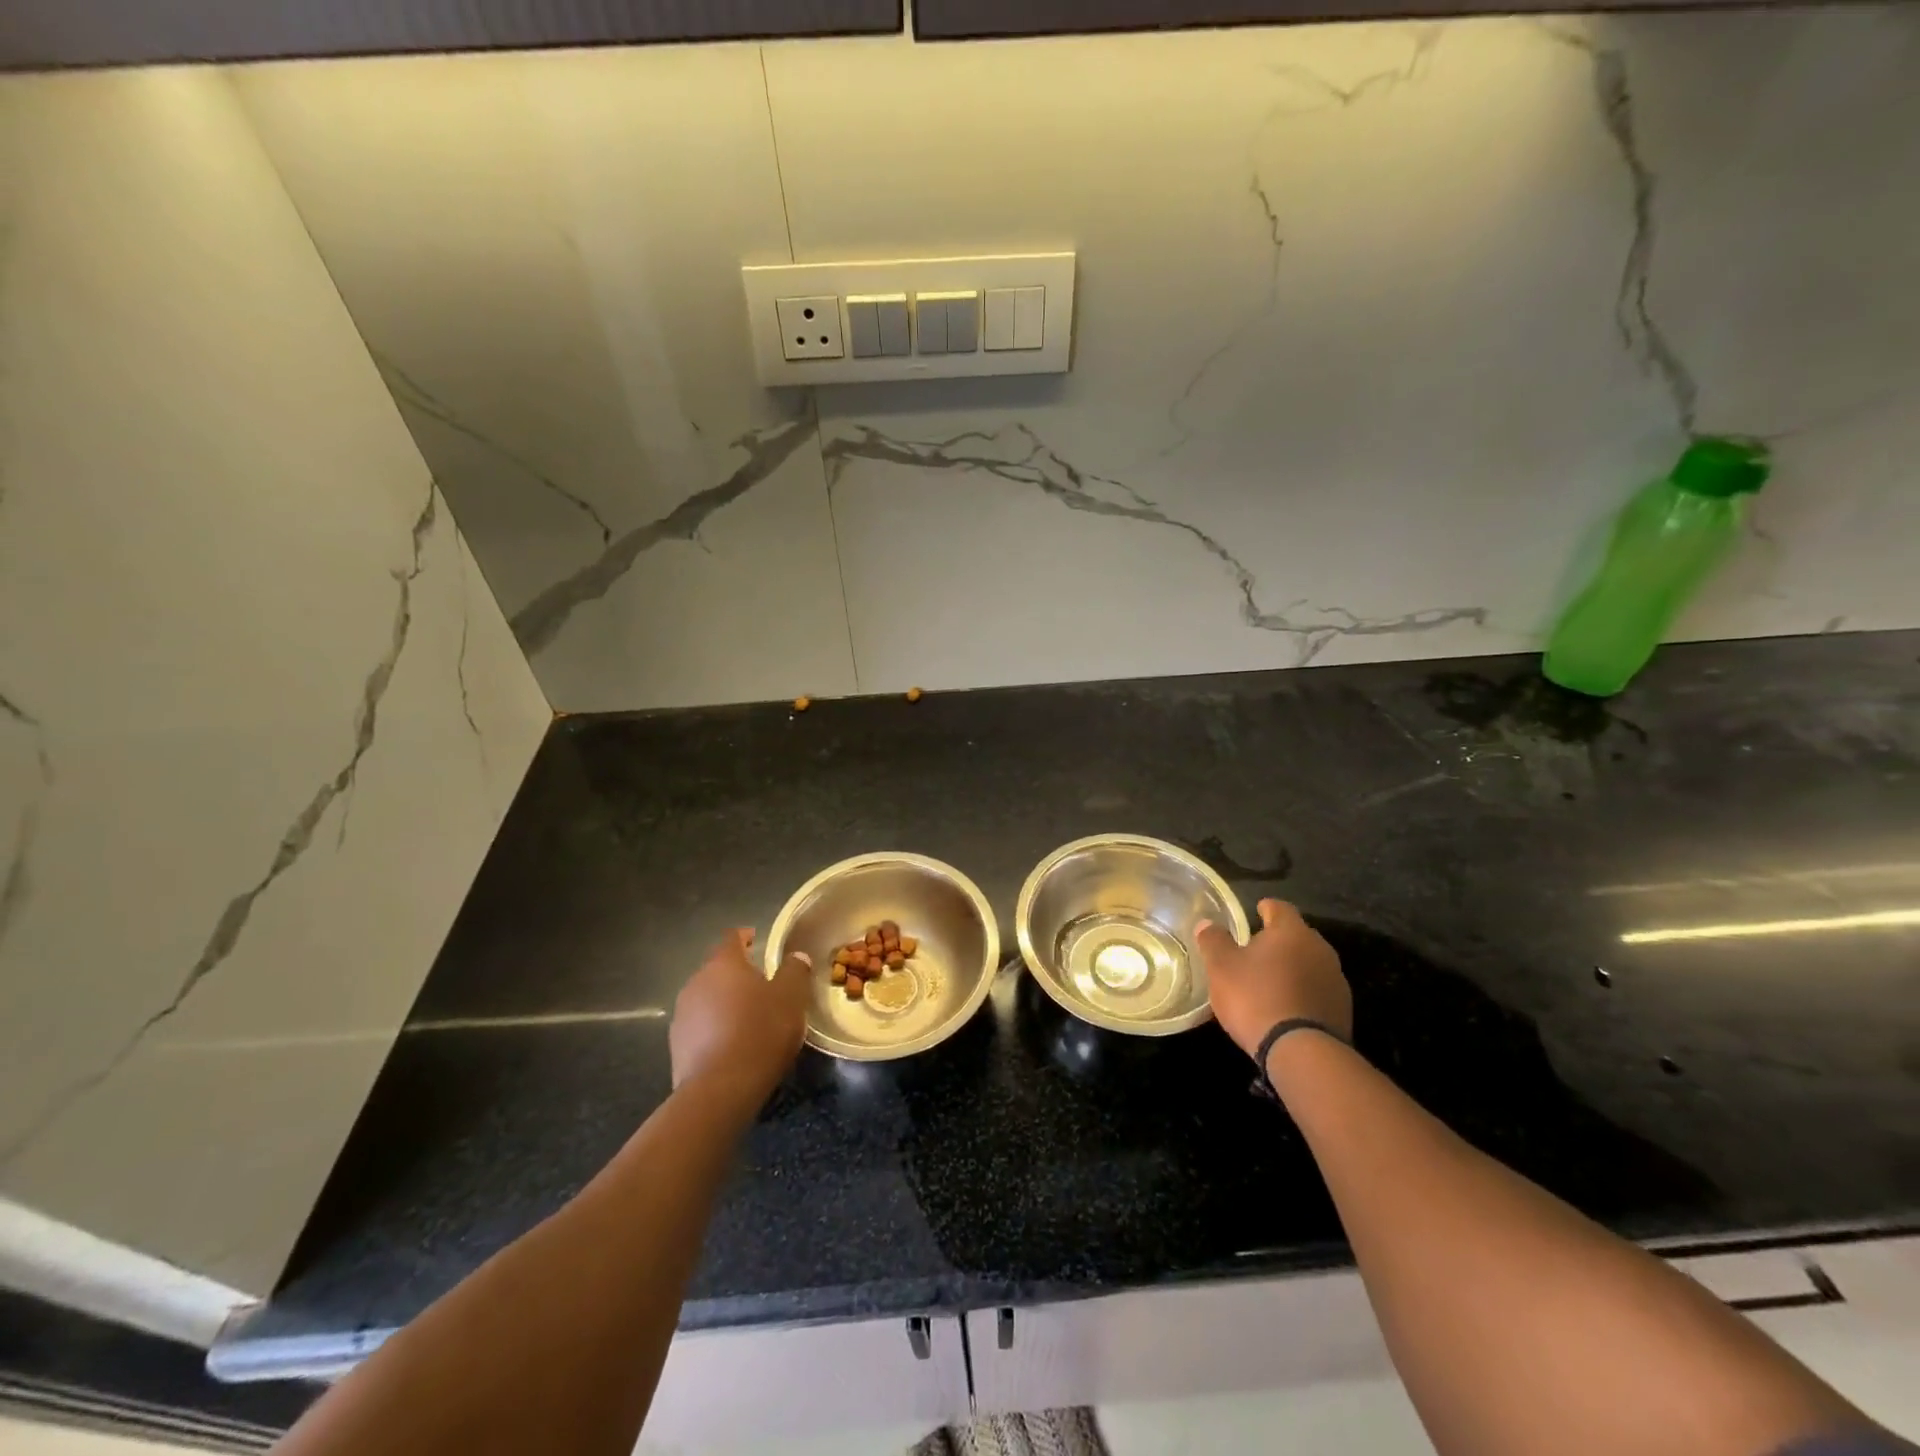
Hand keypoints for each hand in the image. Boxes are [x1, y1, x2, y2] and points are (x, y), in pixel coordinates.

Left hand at [670, 929, 810, 1105]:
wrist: (720, 1089)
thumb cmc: (760, 1031)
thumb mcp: (790, 997)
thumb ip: (794, 971)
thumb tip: (796, 956)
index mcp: (723, 964)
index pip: (732, 938)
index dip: (745, 937)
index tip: (755, 939)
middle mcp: (697, 982)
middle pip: (718, 970)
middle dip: (736, 975)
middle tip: (760, 985)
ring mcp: (682, 1015)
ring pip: (707, 999)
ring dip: (724, 1003)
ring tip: (747, 1018)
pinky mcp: (677, 1046)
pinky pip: (700, 1027)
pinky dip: (715, 1028)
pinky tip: (732, 1045)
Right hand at [1196, 899, 1350, 1065]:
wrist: (1301, 1052)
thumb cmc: (1256, 998)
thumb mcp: (1221, 967)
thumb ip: (1213, 940)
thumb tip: (1207, 923)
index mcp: (1292, 932)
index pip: (1279, 907)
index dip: (1264, 908)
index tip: (1254, 913)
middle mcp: (1320, 949)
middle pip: (1297, 936)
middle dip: (1278, 940)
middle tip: (1255, 951)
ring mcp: (1336, 980)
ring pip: (1309, 963)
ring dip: (1291, 968)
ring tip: (1270, 982)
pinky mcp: (1342, 1010)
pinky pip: (1317, 990)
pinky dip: (1302, 992)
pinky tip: (1286, 1007)